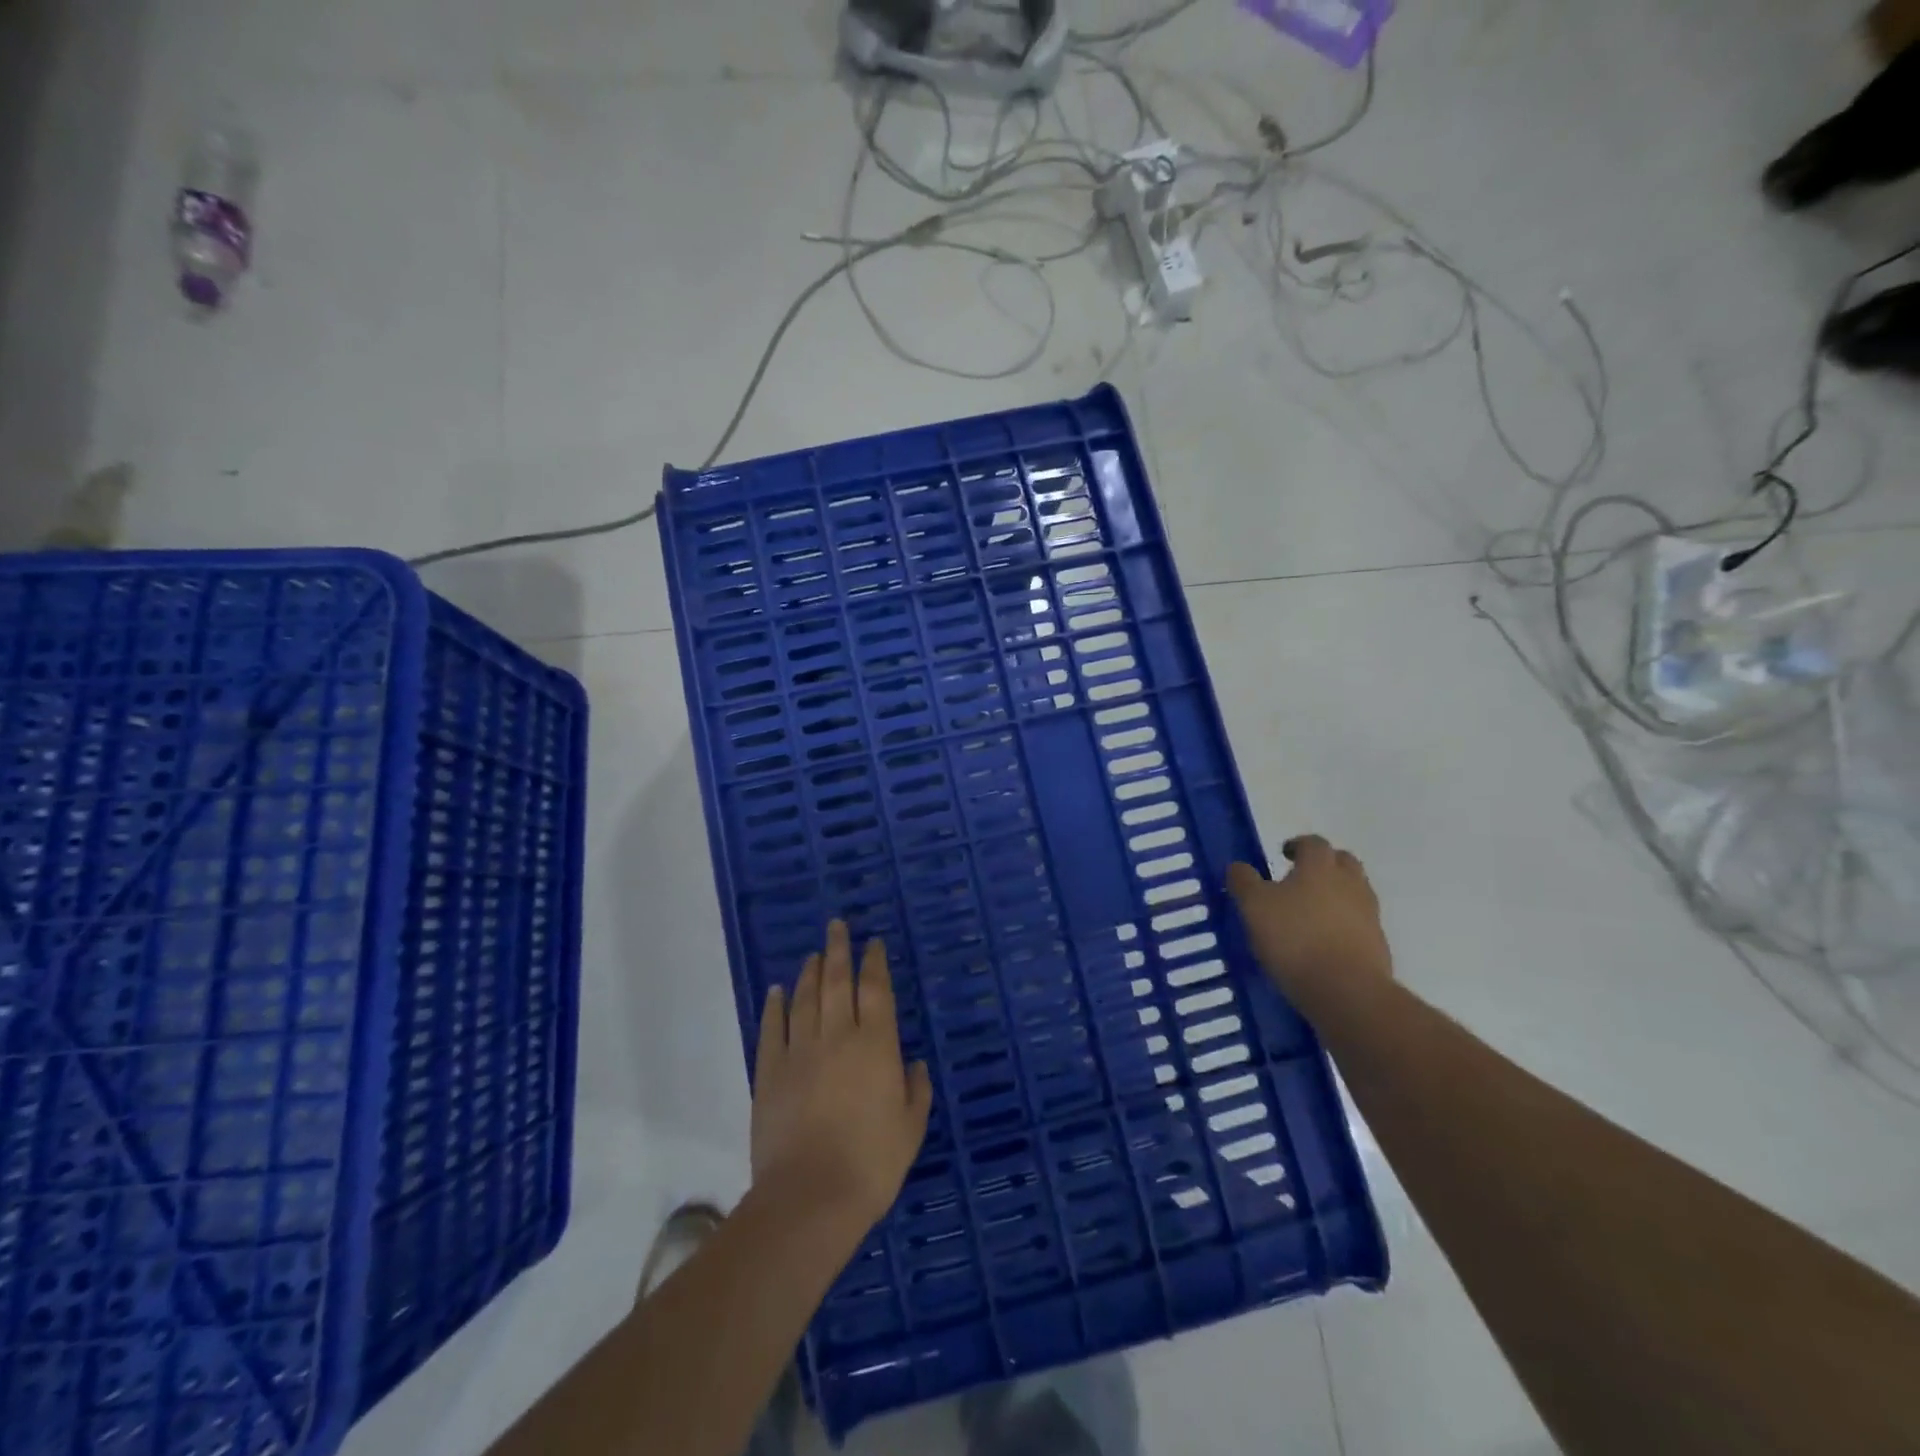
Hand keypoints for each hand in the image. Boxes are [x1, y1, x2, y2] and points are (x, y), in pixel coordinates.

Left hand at [751, 920, 932, 1231]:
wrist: (810, 1196)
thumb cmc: (872, 1163)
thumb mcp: (911, 1128)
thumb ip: (915, 1090)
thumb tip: (914, 1064)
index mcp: (876, 1045)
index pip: (876, 990)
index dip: (874, 963)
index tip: (873, 944)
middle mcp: (837, 1036)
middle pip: (836, 981)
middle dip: (838, 950)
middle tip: (837, 926)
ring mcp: (799, 1052)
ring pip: (804, 999)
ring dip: (809, 972)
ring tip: (813, 954)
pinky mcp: (770, 1073)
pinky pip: (772, 1029)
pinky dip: (775, 1006)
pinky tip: (777, 991)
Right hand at [1228, 836, 1393, 1020]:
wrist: (1347, 991)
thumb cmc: (1295, 939)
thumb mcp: (1254, 907)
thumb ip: (1244, 882)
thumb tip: (1238, 866)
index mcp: (1320, 867)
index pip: (1313, 843)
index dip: (1298, 845)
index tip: (1283, 853)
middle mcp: (1350, 883)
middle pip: (1342, 862)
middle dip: (1323, 865)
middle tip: (1300, 878)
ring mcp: (1369, 915)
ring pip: (1354, 893)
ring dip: (1335, 895)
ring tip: (1309, 913)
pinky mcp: (1378, 946)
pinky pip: (1359, 924)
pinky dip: (1343, 925)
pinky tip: (1323, 942)